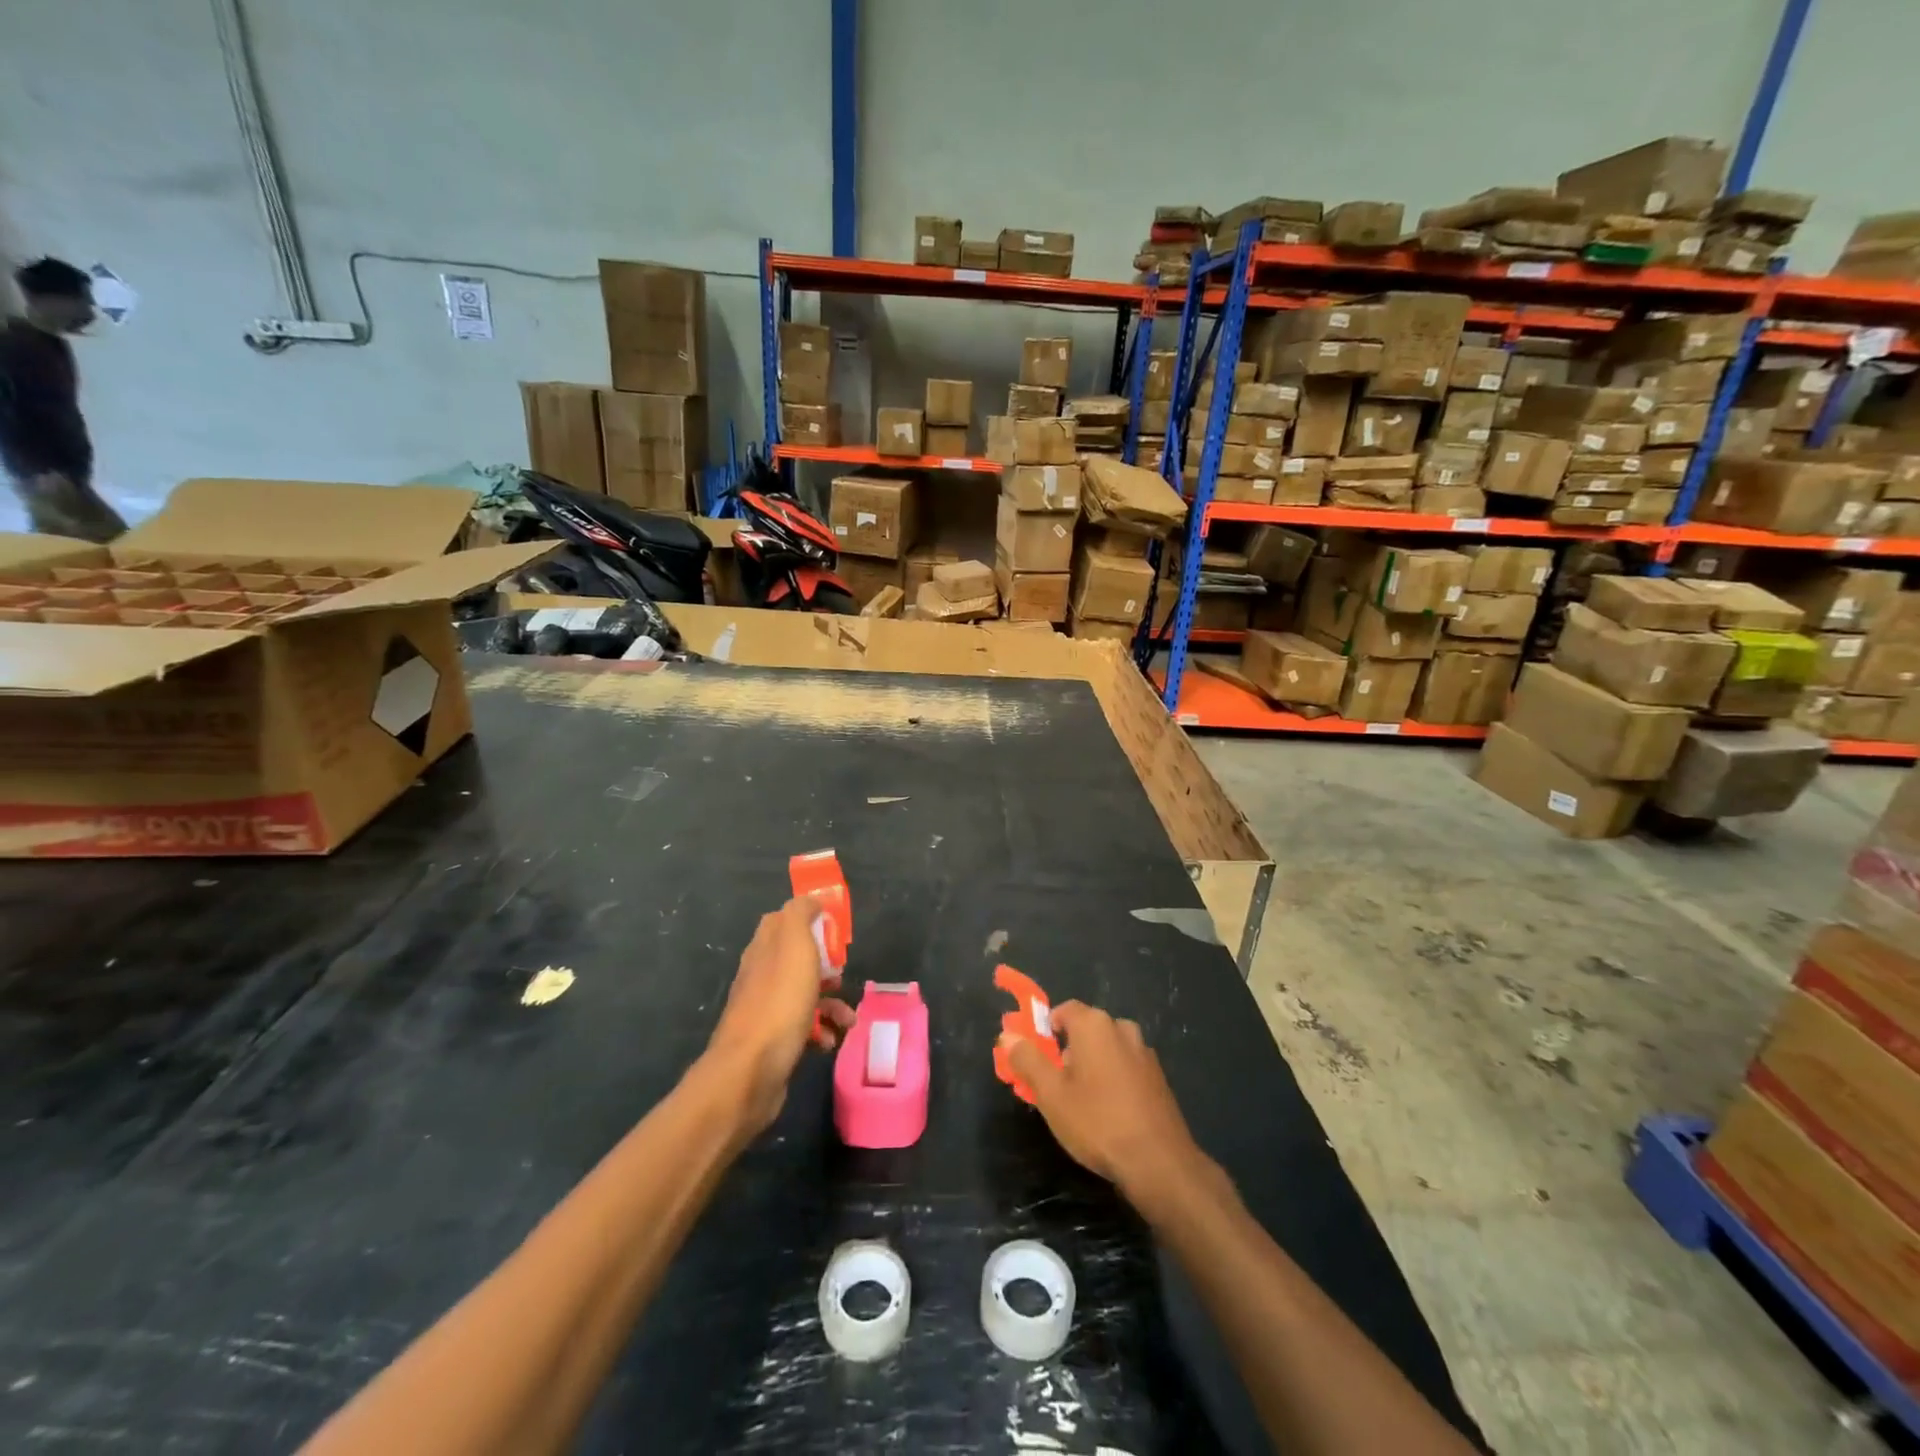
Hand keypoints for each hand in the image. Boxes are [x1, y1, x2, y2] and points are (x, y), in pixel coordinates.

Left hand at [704, 897, 854, 1132]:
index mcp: (764, 947)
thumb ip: (800, 915)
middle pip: (799, 959)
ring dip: (832, 1004)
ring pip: (805, 994)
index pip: (785, 920)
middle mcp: (761, 974)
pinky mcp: (773, 1041)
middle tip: (843, 975)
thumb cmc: (779, 1002)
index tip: (836, 932)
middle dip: (827, 966)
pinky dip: (822, 1031)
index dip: (811, 920)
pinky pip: (803, 1027)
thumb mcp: (794, 945)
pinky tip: (831, 1042)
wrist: (750, 1071)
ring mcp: (765, 1009)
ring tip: (849, 1019)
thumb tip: (810, 900)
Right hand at [1002, 1001, 1209, 1208]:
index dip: (1045, 1032)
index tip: (1038, 1061)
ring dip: (1091, 1066)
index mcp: (1094, 1024)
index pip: (1063, 1011)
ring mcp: (1144, 1052)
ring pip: (1106, 1049)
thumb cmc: (1097, 1122)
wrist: (1159, 1163)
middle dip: (1067, 1052)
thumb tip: (1008, 1035)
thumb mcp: (1051, 1094)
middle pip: (1085, 1030)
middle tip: (1056, 1087)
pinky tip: (1110, 1113)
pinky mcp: (1158, 1077)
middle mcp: (1122, 1028)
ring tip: (1082, 1104)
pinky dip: (1113, 1080)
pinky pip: (1126, 1067)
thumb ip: (1027, 1060)